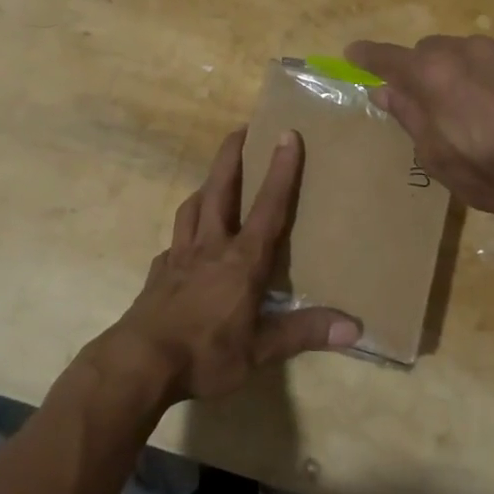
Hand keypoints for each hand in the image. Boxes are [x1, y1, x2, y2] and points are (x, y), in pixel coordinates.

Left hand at [82, 127, 360, 407]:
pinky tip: (184, 243)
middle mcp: (210, 248)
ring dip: (204, 188)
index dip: (281, 171)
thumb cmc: (205, 354)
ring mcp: (179, 257)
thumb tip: (354, 328)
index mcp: (242, 261)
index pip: (268, 207)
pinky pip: (174, 242)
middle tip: (239, 130)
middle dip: (231, 158)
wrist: (139, 363)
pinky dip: (183, 233)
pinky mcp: (158, 273)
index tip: (287, 134)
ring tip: (212, 181)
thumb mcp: (260, 351)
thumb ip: (304, 333)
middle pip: (219, 191)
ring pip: (192, 209)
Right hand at [345, 34, 493, 224]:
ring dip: (469, 73)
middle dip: (425, 70)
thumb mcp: (438, 156)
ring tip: (484, 110)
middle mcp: (470, 50)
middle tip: (432, 101)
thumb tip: (383, 90)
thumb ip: (409, 116)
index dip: (368, 56)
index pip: (388, 57)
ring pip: (476, 53)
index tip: (354, 52)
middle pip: (433, 50)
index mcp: (434, 74)